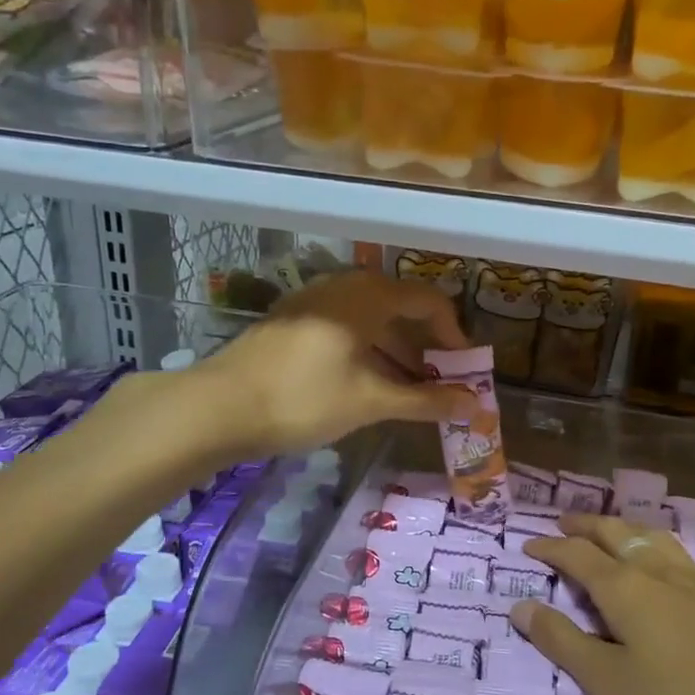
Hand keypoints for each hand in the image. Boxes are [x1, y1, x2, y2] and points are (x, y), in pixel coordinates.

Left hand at [199, 271, 474, 453]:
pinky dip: (364, 351)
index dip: (453, 332)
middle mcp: (341, 288)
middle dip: (423, 345)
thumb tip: (475, 405)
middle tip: (438, 380)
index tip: (463, 367)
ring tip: (406, 389)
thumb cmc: (305, 397)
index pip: (428, 300)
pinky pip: (342, 328)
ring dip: (394, 351)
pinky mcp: (290, 322)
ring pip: (368, 320)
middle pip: (398, 308)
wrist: (219, 407)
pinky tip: (363, 384)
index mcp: (367, 296)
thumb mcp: (371, 401)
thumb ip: (426, 400)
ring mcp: (311, 303)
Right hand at [511, 514, 694, 694]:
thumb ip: (564, 643)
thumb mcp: (611, 683)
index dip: (549, 548)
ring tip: (610, 530)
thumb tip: (520, 606)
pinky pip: (676, 552)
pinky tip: (664, 562)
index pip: (576, 555)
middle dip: (585, 526)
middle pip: (615, 533)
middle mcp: (657, 570)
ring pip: (650, 537)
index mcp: (624, 587)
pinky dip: (653, 545)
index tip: (528, 545)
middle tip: (564, 523)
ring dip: (621, 528)